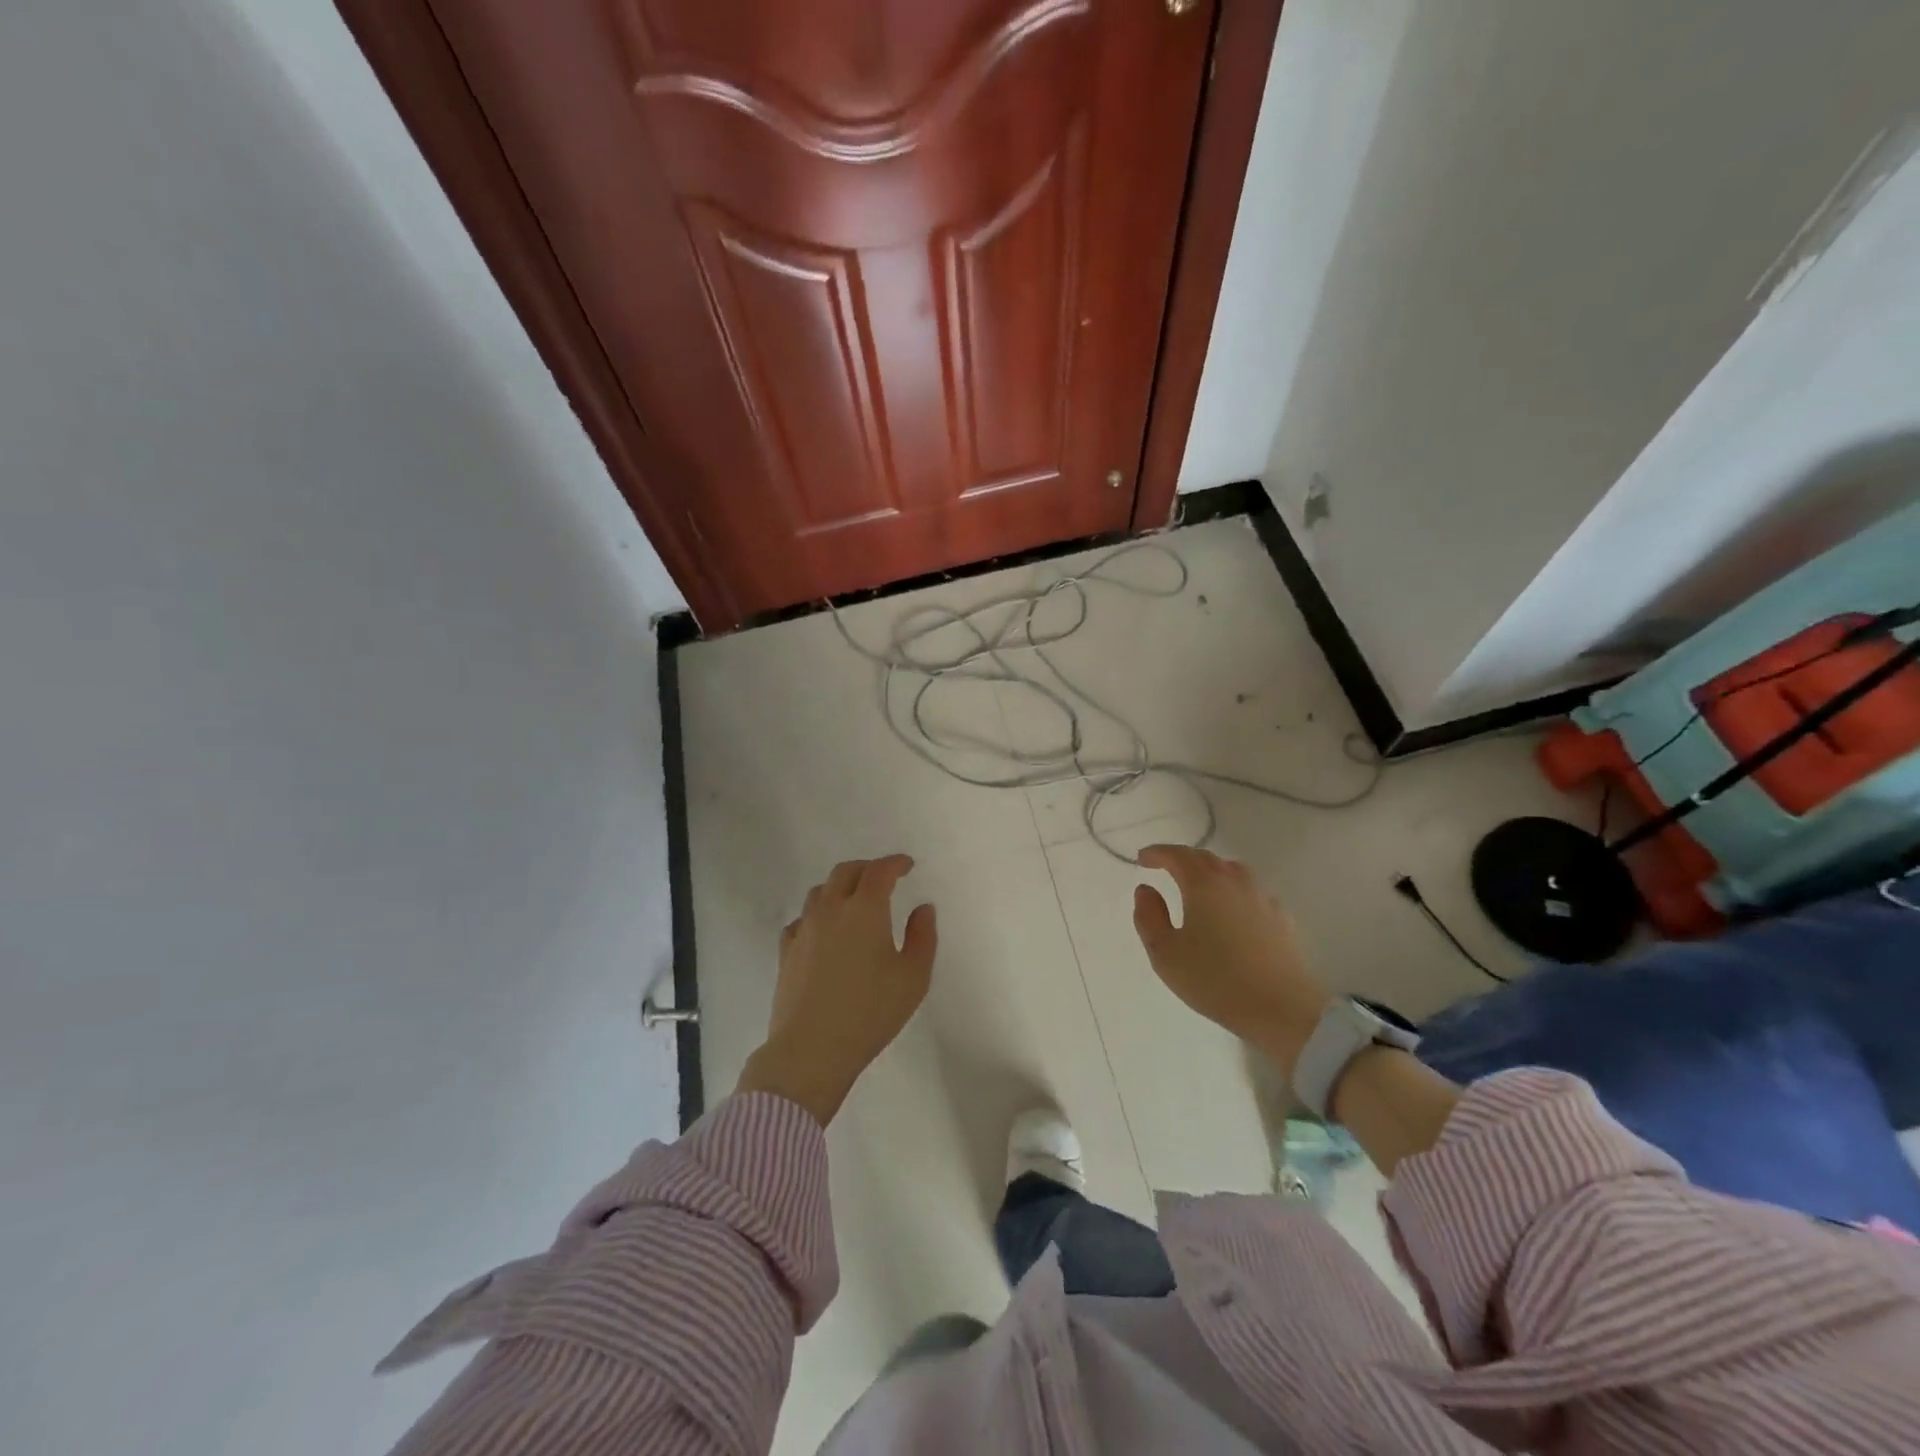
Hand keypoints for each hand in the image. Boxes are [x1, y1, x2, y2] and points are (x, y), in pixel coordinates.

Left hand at [736, 855, 936, 1125]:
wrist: (812, 1049)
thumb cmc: (871, 1012)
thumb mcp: (914, 978)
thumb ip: (923, 936)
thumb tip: (922, 908)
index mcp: (865, 910)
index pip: (879, 871)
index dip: (895, 863)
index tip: (907, 865)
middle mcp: (831, 910)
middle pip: (846, 872)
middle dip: (867, 869)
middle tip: (883, 878)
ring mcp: (804, 929)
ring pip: (820, 892)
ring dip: (840, 887)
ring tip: (854, 901)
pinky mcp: (787, 952)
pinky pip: (802, 919)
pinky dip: (818, 914)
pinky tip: (824, 930)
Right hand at [1131, 845, 1329, 1074]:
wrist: (1282, 1008)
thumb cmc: (1215, 979)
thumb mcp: (1165, 953)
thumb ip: (1149, 916)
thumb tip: (1146, 890)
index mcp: (1204, 884)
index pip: (1177, 855)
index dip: (1157, 853)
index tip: (1142, 859)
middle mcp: (1235, 881)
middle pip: (1206, 858)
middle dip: (1182, 859)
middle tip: (1165, 867)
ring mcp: (1262, 897)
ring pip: (1232, 871)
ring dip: (1210, 871)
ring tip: (1198, 886)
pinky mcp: (1282, 918)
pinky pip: (1251, 892)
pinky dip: (1233, 891)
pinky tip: (1231, 911)